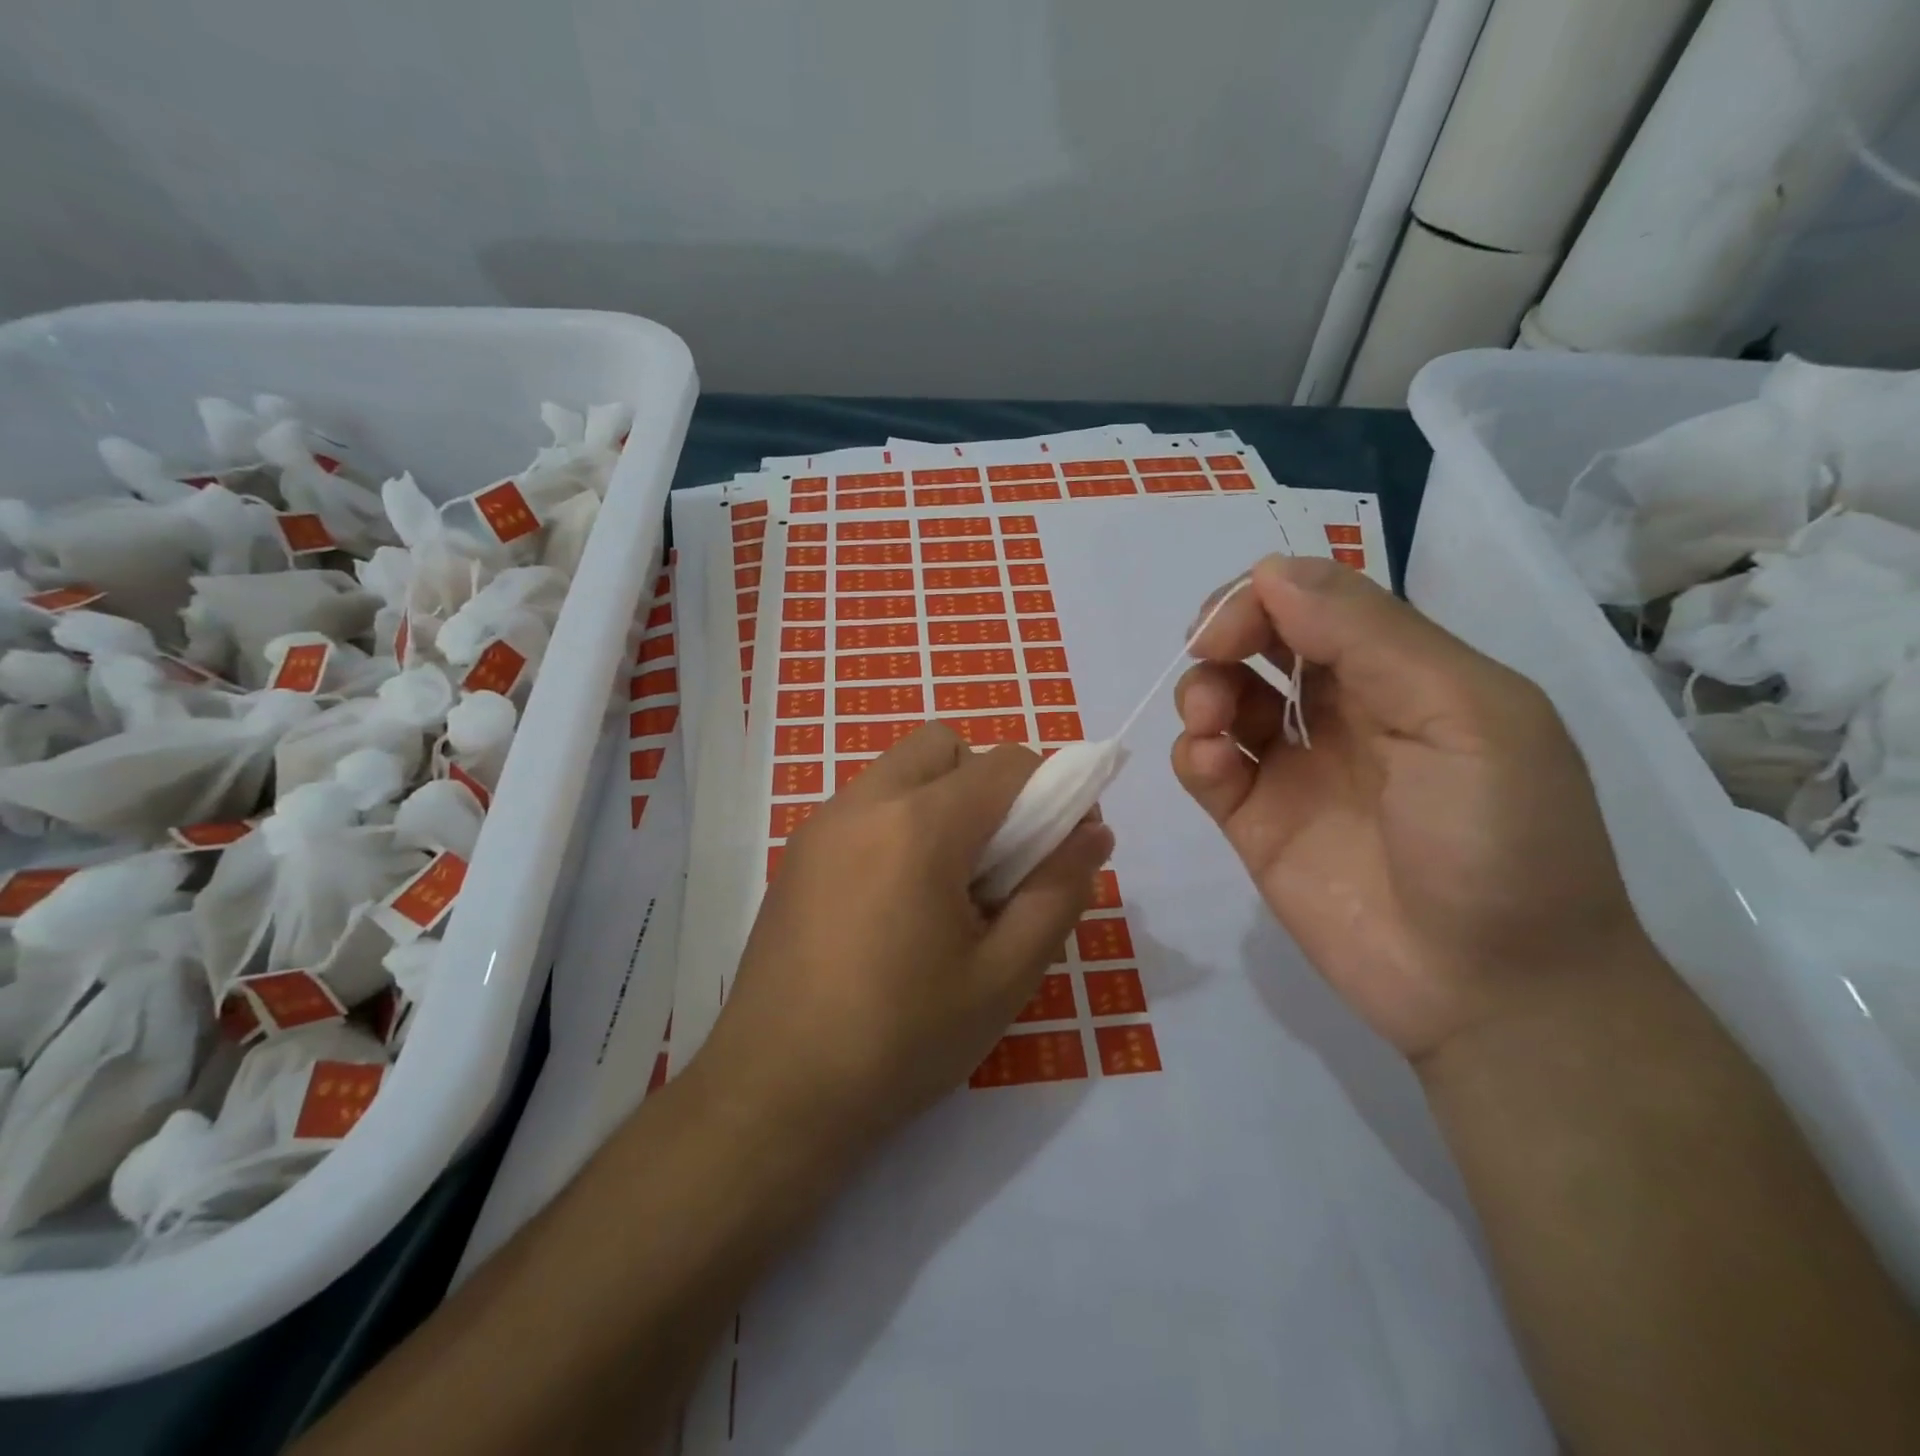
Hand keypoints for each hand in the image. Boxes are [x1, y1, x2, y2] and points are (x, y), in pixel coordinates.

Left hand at [696, 725, 1113, 1153]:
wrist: (776, 1093)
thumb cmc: (901, 1040)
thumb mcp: (1003, 976)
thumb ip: (1058, 892)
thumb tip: (1094, 832)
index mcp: (919, 826)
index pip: (1006, 763)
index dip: (1052, 791)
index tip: (1062, 845)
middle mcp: (864, 803)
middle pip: (945, 746)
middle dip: (987, 783)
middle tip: (996, 862)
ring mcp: (821, 824)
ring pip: (900, 770)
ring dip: (940, 801)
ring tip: (945, 888)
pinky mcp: (796, 852)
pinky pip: (865, 805)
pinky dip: (898, 822)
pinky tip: (894, 903)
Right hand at [1173, 556, 1643, 1063]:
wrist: (1492, 990)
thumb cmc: (1502, 841)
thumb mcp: (1464, 716)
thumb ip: (1369, 636)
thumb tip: (1270, 571)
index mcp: (1404, 673)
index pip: (1316, 601)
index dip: (1264, 596)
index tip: (1231, 624)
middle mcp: (1344, 711)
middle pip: (1262, 640)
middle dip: (1224, 634)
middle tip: (1211, 656)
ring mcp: (1295, 768)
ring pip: (1225, 698)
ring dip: (1202, 691)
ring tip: (1212, 724)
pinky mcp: (1255, 822)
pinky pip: (1207, 768)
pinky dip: (1193, 754)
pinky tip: (1209, 764)